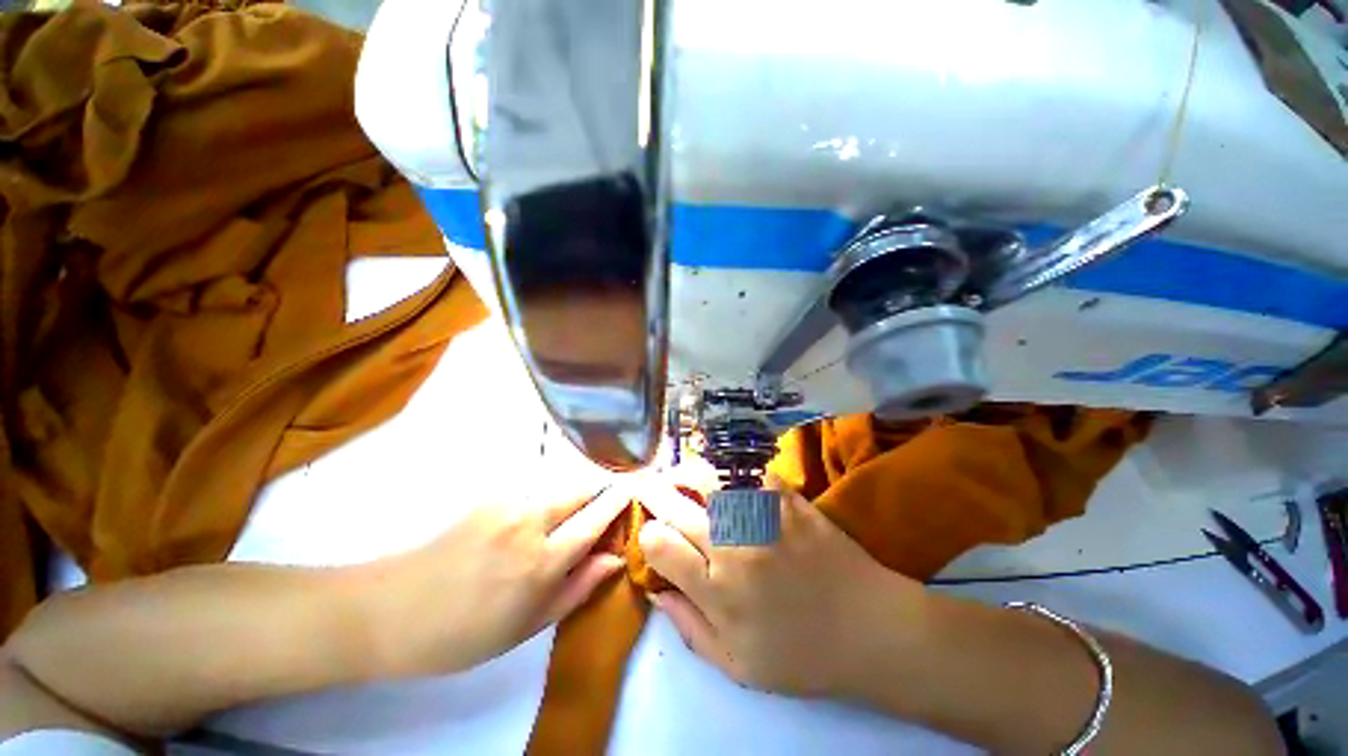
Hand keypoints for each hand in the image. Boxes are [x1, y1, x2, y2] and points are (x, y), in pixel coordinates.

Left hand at [362, 486, 629, 677]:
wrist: (390, 610)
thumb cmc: (464, 633)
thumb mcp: (529, 626)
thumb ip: (579, 587)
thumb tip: (616, 558)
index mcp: (542, 561)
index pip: (596, 518)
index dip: (618, 501)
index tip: (634, 492)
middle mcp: (529, 520)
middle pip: (581, 488)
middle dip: (600, 490)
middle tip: (606, 504)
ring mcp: (507, 502)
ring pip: (558, 485)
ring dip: (573, 494)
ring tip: (570, 515)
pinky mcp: (489, 495)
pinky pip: (533, 488)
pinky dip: (546, 497)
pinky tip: (535, 518)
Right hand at [638, 480, 928, 698]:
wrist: (871, 628)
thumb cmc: (803, 656)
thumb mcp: (738, 666)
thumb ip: (689, 628)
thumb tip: (656, 591)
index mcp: (718, 591)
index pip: (660, 546)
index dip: (648, 534)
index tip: (650, 533)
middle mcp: (733, 546)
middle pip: (677, 506)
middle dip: (654, 492)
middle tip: (645, 485)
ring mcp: (762, 516)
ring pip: (708, 478)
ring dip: (686, 473)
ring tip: (678, 474)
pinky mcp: (787, 498)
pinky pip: (748, 470)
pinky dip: (729, 467)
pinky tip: (722, 472)